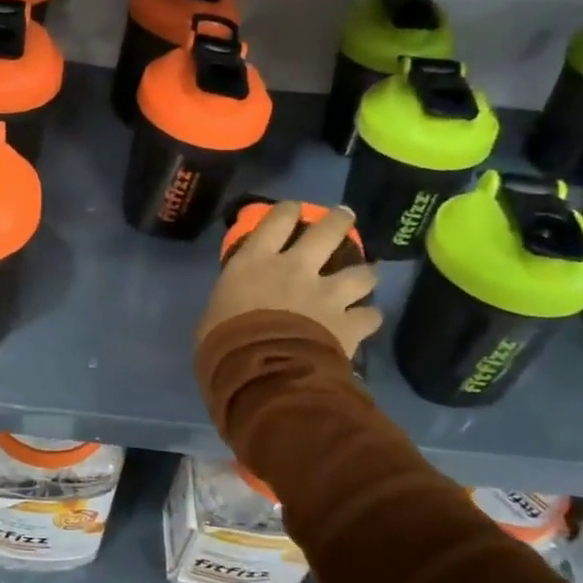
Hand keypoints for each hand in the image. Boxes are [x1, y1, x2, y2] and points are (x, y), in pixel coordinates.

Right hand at [196, 202, 382, 357]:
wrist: (261, 372)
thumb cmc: (223, 342)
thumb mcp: (213, 314)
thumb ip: (230, 302)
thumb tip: (231, 309)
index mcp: (256, 261)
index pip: (277, 220)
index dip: (288, 211)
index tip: (294, 209)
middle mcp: (296, 268)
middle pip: (326, 231)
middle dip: (338, 221)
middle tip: (344, 217)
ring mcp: (327, 294)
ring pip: (360, 272)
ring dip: (364, 273)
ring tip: (366, 276)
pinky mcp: (348, 322)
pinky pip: (369, 316)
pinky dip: (368, 317)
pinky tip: (366, 321)